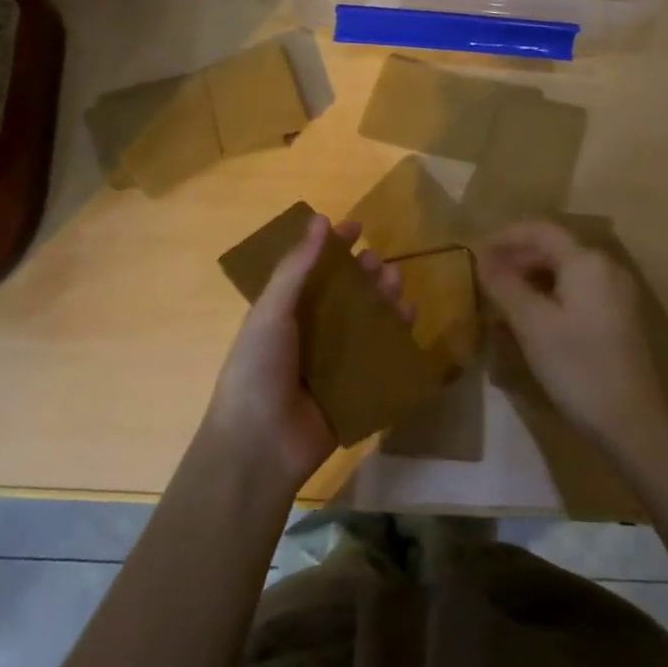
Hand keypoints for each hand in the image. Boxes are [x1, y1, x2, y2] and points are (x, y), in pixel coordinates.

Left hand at [202, 214, 409, 492]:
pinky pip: (381, 357)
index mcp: (285, 313)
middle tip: (380, 263)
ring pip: (367, 322)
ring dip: (383, 300)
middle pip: (346, 295)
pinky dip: (397, 336)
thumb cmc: (257, 369)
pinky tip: (410, 318)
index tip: (357, 226)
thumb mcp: (271, 312)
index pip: (313, 270)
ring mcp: (334, 363)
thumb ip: (296, 268)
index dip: (333, 247)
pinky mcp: (355, 389)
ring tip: (397, 285)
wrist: (260, 447)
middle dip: (365, 274)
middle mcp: (311, 333)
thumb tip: (319, 219)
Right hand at [476, 220, 667, 454]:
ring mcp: (616, 293)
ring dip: (532, 275)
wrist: (631, 421)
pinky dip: (550, 292)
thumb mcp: (532, 324)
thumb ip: (505, 286)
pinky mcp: (618, 317)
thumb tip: (482, 260)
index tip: (475, 251)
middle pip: (555, 247)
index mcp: (587, 261)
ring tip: (501, 294)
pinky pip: (578, 289)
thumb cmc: (577, 366)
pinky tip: (530, 314)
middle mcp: (606, 267)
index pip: (541, 231)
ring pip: (566, 270)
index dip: (506, 236)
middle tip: (484, 275)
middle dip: (517, 256)